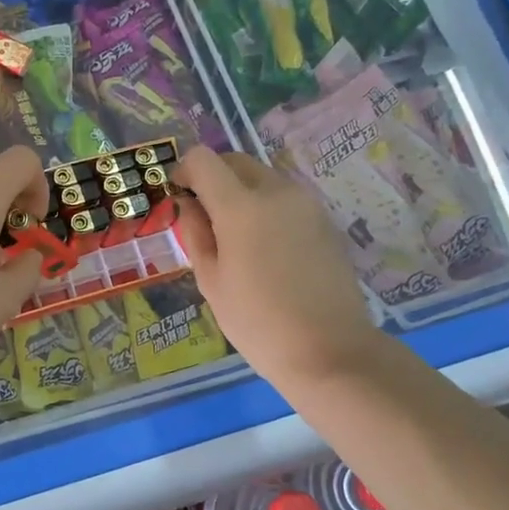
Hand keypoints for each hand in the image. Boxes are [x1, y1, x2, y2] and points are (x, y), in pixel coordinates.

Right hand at [172, 146, 381, 388]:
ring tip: (235, 236)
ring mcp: (306, 203)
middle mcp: (276, 192)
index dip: (184, 171)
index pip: (204, 159)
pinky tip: (265, 248)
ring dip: (241, 191)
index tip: (179, 197)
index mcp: (241, 207)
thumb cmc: (257, 322)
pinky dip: (266, 207)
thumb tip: (187, 204)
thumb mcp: (211, 281)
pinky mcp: (325, 220)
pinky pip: (285, 198)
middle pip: (236, 161)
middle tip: (203, 216)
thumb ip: (195, 233)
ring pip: (263, 177)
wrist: (329, 350)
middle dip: (213, 177)